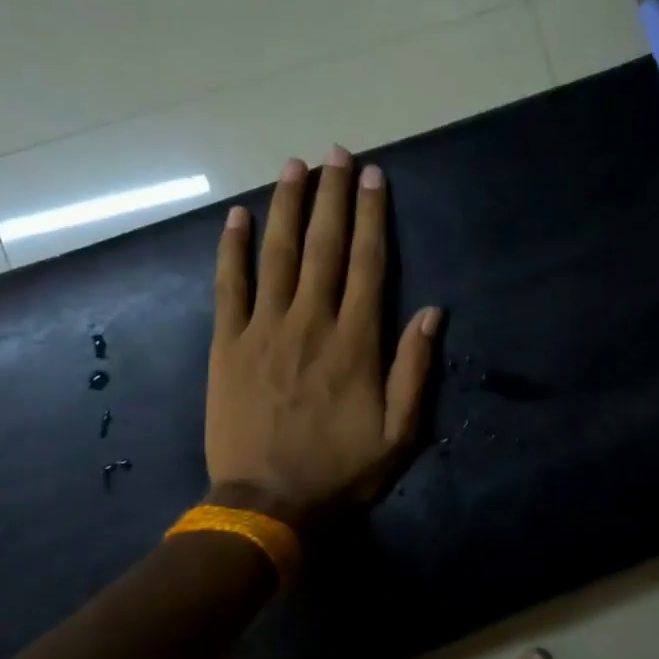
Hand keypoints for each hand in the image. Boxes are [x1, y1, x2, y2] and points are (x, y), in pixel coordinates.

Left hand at [205, 147, 440, 527]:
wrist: (267, 505)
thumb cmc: (341, 471)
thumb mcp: (400, 432)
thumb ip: (416, 369)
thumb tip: (431, 311)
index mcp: (356, 341)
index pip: (367, 262)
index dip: (372, 215)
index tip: (373, 176)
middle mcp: (311, 321)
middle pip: (323, 245)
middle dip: (332, 195)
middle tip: (337, 153)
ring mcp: (264, 329)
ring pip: (277, 254)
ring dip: (286, 206)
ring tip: (293, 166)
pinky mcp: (227, 344)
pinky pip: (229, 286)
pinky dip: (232, 249)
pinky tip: (237, 217)